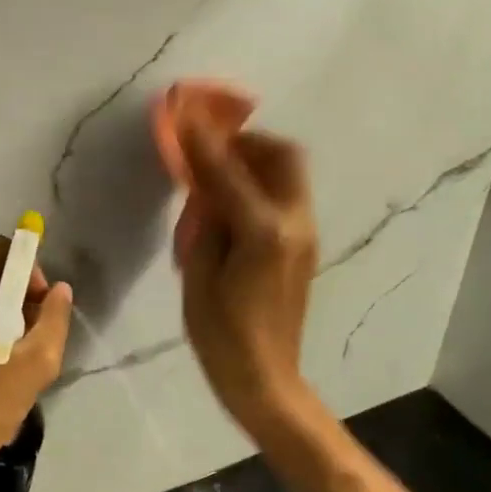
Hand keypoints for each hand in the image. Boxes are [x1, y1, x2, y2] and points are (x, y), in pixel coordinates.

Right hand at [177, 121, 317, 435]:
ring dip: (257, 161)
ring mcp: (305, 234)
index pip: (229, 171)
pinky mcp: (305, 246)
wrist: (265, 378)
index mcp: (263, 232)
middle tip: (212, 147)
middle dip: (247, 141)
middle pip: (283, 156)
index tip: (185, 114)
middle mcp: (294, 223)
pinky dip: (262, 184)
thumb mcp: (198, 276)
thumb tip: (205, 186)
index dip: (203, 141)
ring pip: (290, 174)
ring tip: (219, 173)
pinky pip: (287, 196)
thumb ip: (205, 221)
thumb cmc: (221, 334)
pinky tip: (233, 204)